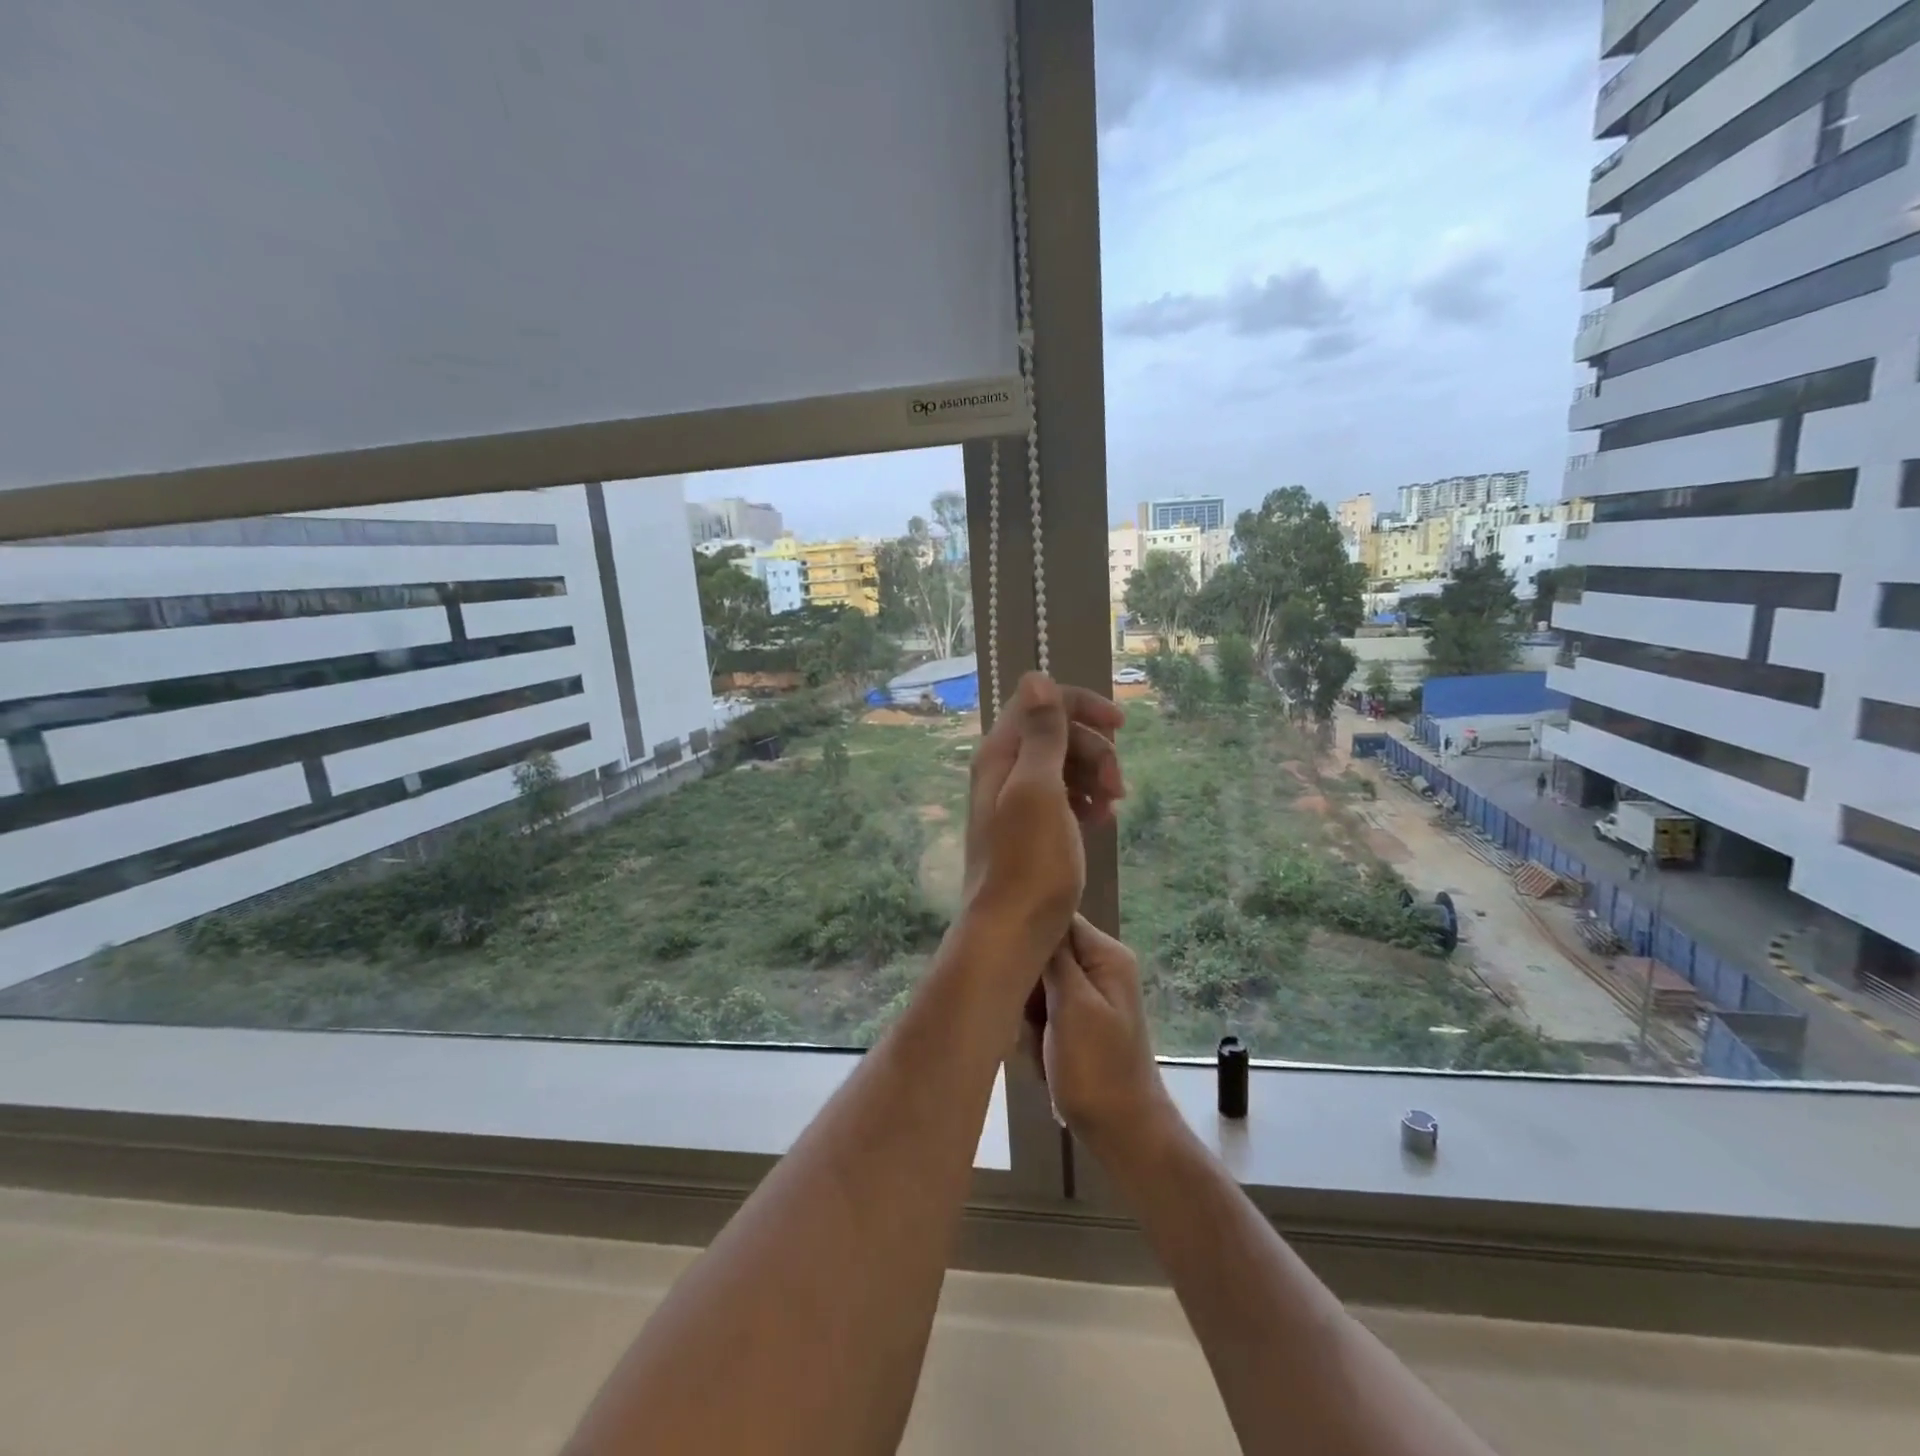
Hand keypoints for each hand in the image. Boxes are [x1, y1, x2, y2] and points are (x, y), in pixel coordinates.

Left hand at [962, 673, 1123, 957]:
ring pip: (1065, 765)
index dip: (1082, 706)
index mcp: (1001, 753)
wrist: (1011, 931)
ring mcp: (1017, 799)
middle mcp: (1005, 769)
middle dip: (1095, 750)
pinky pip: (1064, 796)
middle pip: (1058, 733)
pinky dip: (1085, 801)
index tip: (1121, 726)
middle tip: (1118, 787)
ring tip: (1111, 809)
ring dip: (1095, 777)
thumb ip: (1041, 733)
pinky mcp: (1031, 826)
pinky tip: (1101, 821)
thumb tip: (1035, 675)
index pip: (1041, 702)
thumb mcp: (1039, 790)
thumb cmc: (1029, 862)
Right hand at [1037, 916, 1174, 1158]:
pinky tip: (1042, 1057)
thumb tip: (1035, 915)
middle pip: (1045, 954)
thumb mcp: (1073, 1006)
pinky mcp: (1080, 1022)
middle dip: (1029, 987)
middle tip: (1030, 1020)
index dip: (1029, 938)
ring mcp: (1091, 996)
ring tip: (1038, 1045)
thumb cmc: (1097, 1069)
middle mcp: (1100, 967)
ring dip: (1030, 1016)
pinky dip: (1037, 1034)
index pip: (1057, 920)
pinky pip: (1044, 1012)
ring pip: (1039, 986)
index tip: (1011, 966)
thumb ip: (1055, 959)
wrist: (1123, 1133)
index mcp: (1106, 955)